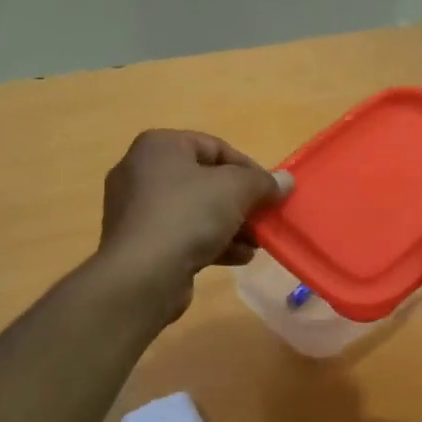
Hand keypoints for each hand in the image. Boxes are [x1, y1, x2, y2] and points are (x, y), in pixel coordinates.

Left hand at [97, 130, 291, 320]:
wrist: (142, 275)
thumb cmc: (188, 216)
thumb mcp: (235, 189)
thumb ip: (263, 182)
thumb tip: (285, 181)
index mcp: (159, 146)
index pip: (214, 146)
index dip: (248, 168)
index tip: (270, 191)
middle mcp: (141, 171)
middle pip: (204, 180)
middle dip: (239, 201)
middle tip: (263, 218)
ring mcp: (135, 209)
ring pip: (194, 210)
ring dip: (229, 225)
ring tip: (255, 243)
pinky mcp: (138, 242)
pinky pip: (180, 234)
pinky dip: (208, 241)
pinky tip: (237, 258)